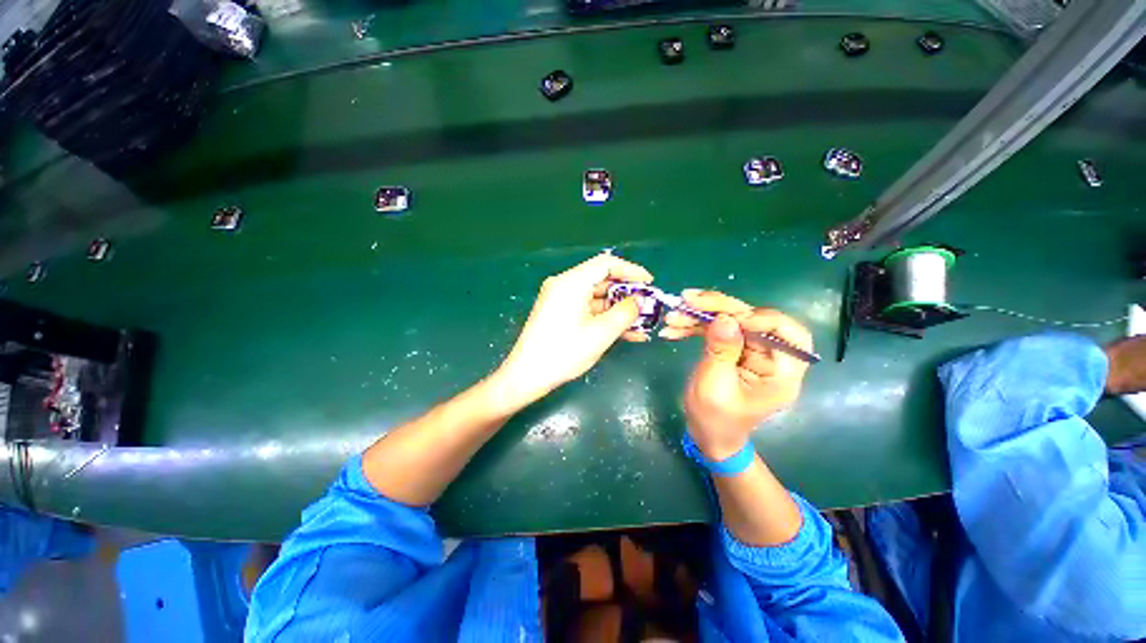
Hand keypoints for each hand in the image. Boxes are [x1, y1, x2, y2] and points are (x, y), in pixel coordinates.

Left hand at [493, 253, 654, 409]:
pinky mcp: (560, 314)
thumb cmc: (564, 352)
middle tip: (648, 307)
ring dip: (619, 310)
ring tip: (642, 324)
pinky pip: (587, 310)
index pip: (606, 264)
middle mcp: (564, 285)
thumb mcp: (601, 333)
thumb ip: (625, 313)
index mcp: (571, 282)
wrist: (527, 376)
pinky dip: (605, 318)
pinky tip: (626, 332)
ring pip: (597, 298)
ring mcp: (561, 300)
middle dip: (627, 294)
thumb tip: (640, 300)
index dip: (631, 271)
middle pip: (602, 280)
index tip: (650, 283)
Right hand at [660, 290, 812, 459]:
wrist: (706, 433)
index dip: (763, 319)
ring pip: (731, 320)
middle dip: (719, 307)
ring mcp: (750, 350)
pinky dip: (695, 326)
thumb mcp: (715, 387)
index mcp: (781, 373)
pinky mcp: (732, 347)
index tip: (730, 318)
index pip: (790, 334)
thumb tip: (725, 318)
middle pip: (753, 319)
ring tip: (672, 318)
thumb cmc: (714, 419)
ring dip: (700, 315)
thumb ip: (721, 352)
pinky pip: (716, 328)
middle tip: (688, 300)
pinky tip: (673, 329)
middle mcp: (771, 356)